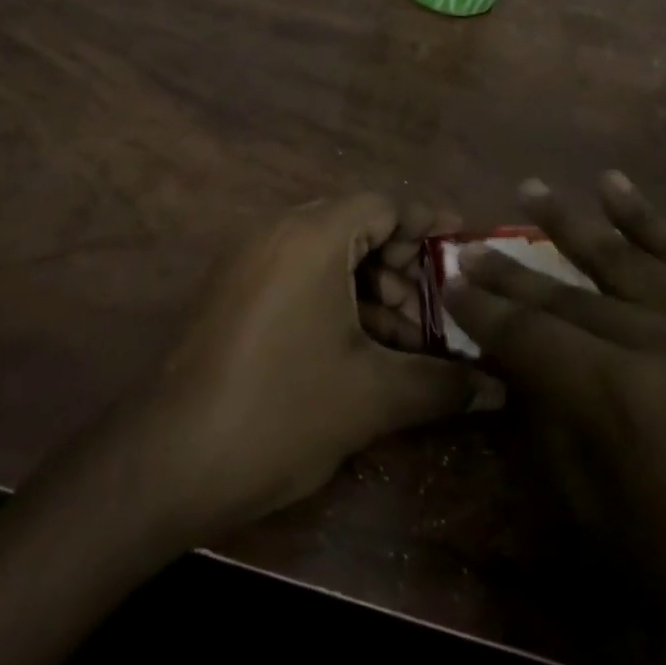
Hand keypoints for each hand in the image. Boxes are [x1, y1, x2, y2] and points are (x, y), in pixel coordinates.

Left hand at [131, 193, 480, 532]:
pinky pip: (296, 274)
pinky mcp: (231, 291)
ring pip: (325, 254)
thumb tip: (496, 387)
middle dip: (401, 264)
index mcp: (311, 236)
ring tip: (398, 340)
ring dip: (368, 287)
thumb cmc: (281, 412)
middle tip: (431, 309)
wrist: (169, 460)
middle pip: (355, 225)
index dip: (428, 225)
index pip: (384, 204)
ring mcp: (246, 260)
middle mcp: (275, 232)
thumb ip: (442, 383)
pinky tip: (356, 349)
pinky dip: (332, 298)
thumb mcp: (372, 397)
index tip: (463, 250)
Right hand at [446, 174, 665, 664]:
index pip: (528, 334)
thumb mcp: (595, 510)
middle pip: (569, 293)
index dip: (482, 310)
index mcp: (618, 399)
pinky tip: (615, 186)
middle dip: (511, 271)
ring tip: (529, 189)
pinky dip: (650, 220)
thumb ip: (550, 421)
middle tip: (471, 247)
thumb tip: (519, 362)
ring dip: (570, 222)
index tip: (449, 283)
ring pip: (627, 258)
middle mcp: (665, 344)